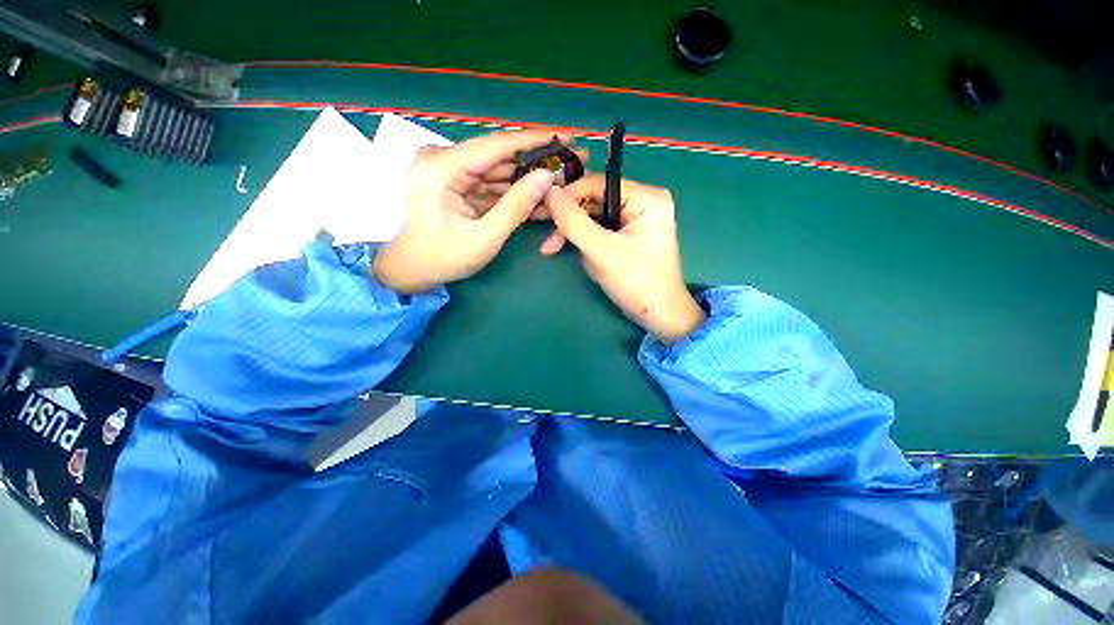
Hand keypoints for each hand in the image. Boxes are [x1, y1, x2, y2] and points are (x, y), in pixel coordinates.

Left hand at [373, 131, 574, 293]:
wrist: (408, 271)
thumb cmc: (442, 258)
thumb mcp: (485, 237)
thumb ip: (516, 206)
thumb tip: (547, 177)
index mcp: (444, 166)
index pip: (498, 145)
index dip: (536, 140)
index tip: (567, 136)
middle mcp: (445, 160)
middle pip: (500, 157)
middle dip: (537, 163)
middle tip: (571, 163)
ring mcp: (449, 172)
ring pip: (498, 172)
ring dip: (528, 180)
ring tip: (561, 182)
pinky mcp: (455, 185)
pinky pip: (490, 185)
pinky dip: (513, 193)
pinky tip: (538, 197)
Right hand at [542, 174, 705, 342]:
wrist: (659, 314)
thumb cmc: (636, 282)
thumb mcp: (601, 251)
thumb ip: (573, 221)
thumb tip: (548, 192)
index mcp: (646, 197)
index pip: (597, 183)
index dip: (567, 194)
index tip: (541, 208)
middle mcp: (643, 201)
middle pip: (594, 198)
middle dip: (568, 217)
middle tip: (540, 226)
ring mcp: (637, 218)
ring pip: (594, 215)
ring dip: (573, 232)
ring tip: (552, 248)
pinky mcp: (630, 234)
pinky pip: (601, 229)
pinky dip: (584, 240)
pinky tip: (574, 252)